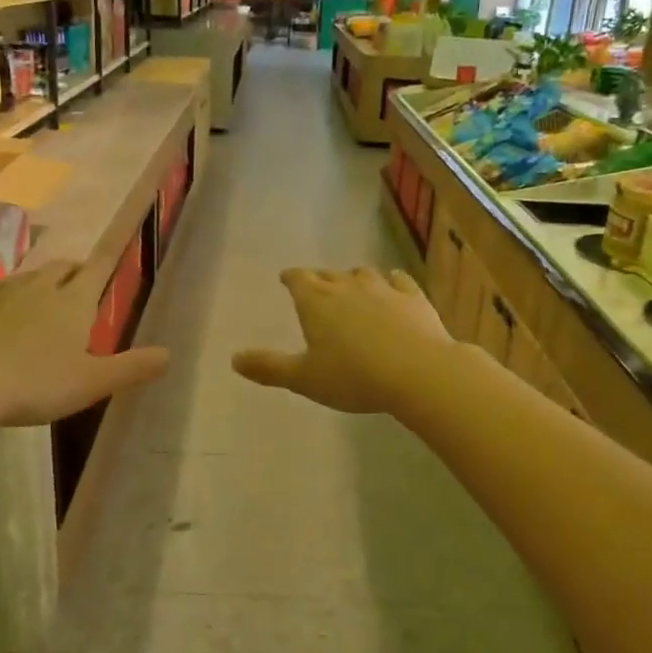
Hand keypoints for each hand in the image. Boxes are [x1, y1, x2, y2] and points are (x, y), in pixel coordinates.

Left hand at [0, 258, 168, 427]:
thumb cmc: (36, 383)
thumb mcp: (92, 382)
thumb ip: (131, 368)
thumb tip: (169, 354)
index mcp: (74, 301)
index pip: (98, 269)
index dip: (109, 259)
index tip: (116, 250)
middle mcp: (41, 287)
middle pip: (64, 267)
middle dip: (77, 271)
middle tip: (83, 285)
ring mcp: (4, 293)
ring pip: (32, 276)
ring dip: (45, 281)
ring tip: (48, 298)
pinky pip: (1, 290)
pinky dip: (14, 295)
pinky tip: (8, 314)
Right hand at [233, 267, 453, 416]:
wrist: (418, 371)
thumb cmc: (353, 377)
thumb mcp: (304, 379)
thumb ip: (269, 368)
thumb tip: (234, 359)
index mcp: (316, 302)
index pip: (298, 279)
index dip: (291, 278)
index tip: (287, 278)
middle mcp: (348, 286)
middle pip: (329, 274)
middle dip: (320, 279)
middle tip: (316, 286)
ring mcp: (383, 288)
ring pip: (363, 273)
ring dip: (354, 278)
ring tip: (352, 285)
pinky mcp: (413, 297)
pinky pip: (399, 280)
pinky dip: (392, 280)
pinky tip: (394, 284)